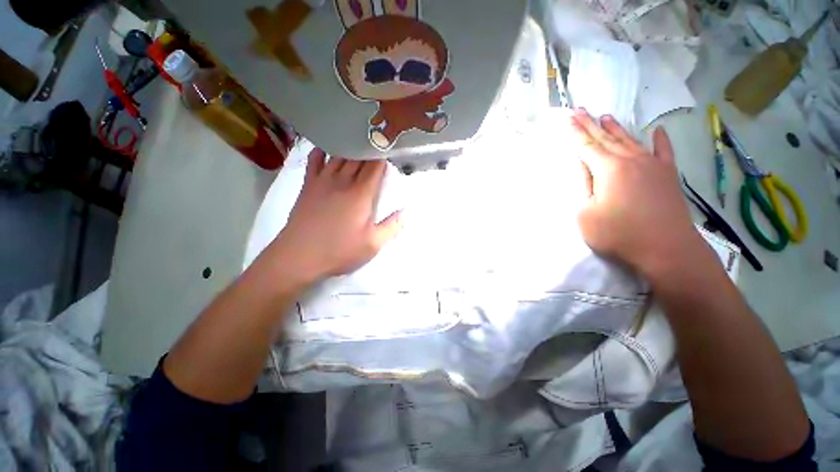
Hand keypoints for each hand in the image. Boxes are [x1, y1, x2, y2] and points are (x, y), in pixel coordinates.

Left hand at [266, 148, 401, 286]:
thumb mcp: (372, 244)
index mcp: (361, 194)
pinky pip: (315, 160)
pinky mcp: (308, 185)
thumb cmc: (339, 250)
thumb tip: (406, 212)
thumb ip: (392, 226)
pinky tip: (327, 147)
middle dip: (369, 150)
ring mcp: (323, 181)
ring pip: (339, 156)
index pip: (375, 167)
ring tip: (358, 141)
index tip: (390, 150)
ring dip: (350, 148)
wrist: (299, 256)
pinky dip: (322, 151)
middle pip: (358, 158)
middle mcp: (343, 181)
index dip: (383, 156)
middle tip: (377, 143)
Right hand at [571, 109, 701, 277]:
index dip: (575, 132)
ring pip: (630, 141)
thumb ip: (583, 187)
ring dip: (616, 129)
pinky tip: (657, 130)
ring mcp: (653, 166)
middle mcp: (631, 160)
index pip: (587, 146)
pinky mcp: (668, 176)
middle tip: (581, 110)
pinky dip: (660, 140)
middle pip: (606, 139)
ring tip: (606, 116)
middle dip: (591, 124)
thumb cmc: (618, 235)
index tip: (567, 118)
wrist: (666, 250)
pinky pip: (664, 152)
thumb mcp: (587, 214)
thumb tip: (582, 165)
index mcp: (608, 169)